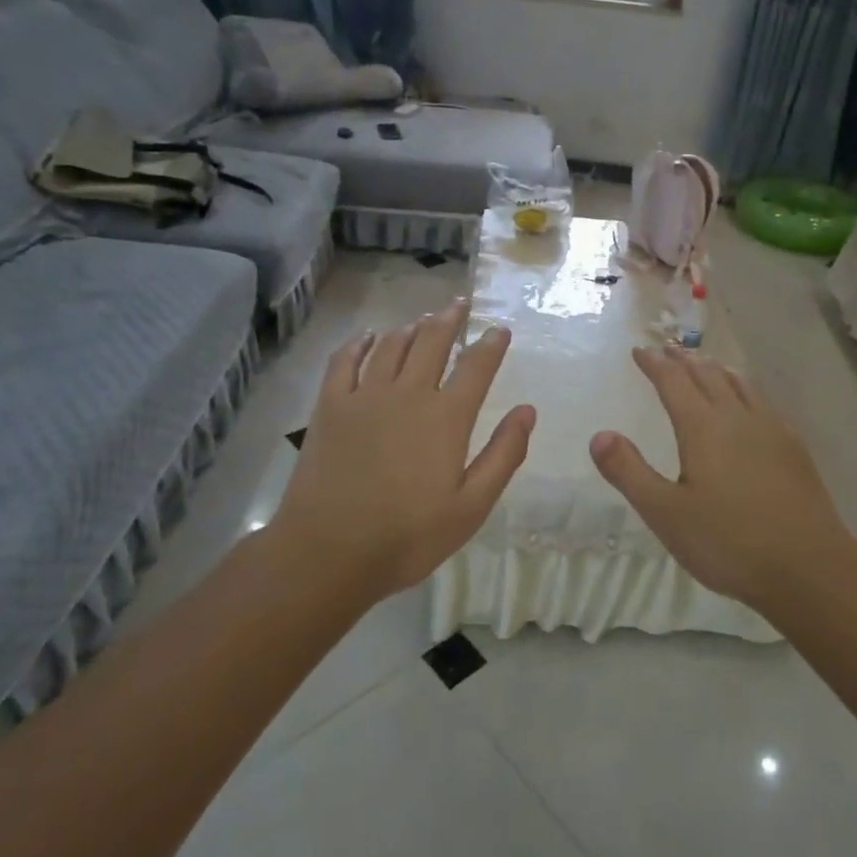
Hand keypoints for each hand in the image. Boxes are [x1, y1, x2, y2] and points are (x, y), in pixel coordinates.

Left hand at [271, 300, 535, 598]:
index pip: (476, 367)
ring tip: (423, 320)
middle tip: (459, 304)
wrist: (328, 552)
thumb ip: (503, 455)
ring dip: (411, 328)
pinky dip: (360, 343)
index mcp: (446, 417)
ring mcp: (364, 396)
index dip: (491, 344)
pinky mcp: (330, 406)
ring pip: (392, 346)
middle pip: (432, 342)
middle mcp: (408, 394)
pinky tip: (368, 336)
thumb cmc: (408, 536)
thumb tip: (527, 411)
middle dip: (449, 320)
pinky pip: (345, 360)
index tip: (499, 330)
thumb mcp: (471, 507)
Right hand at [589, 347, 852, 609]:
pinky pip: (763, 401)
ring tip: (705, 363)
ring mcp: (771, 429)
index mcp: (703, 428)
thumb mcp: (666, 513)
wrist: (808, 567)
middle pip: (707, 375)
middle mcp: (737, 417)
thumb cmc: (728, 542)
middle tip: (667, 349)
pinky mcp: (793, 447)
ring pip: (739, 383)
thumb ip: (629, 472)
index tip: (639, 351)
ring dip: (715, 368)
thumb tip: (600, 435)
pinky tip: (749, 404)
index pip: (673, 382)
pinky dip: (744, 388)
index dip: (654, 364)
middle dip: (683, 359)